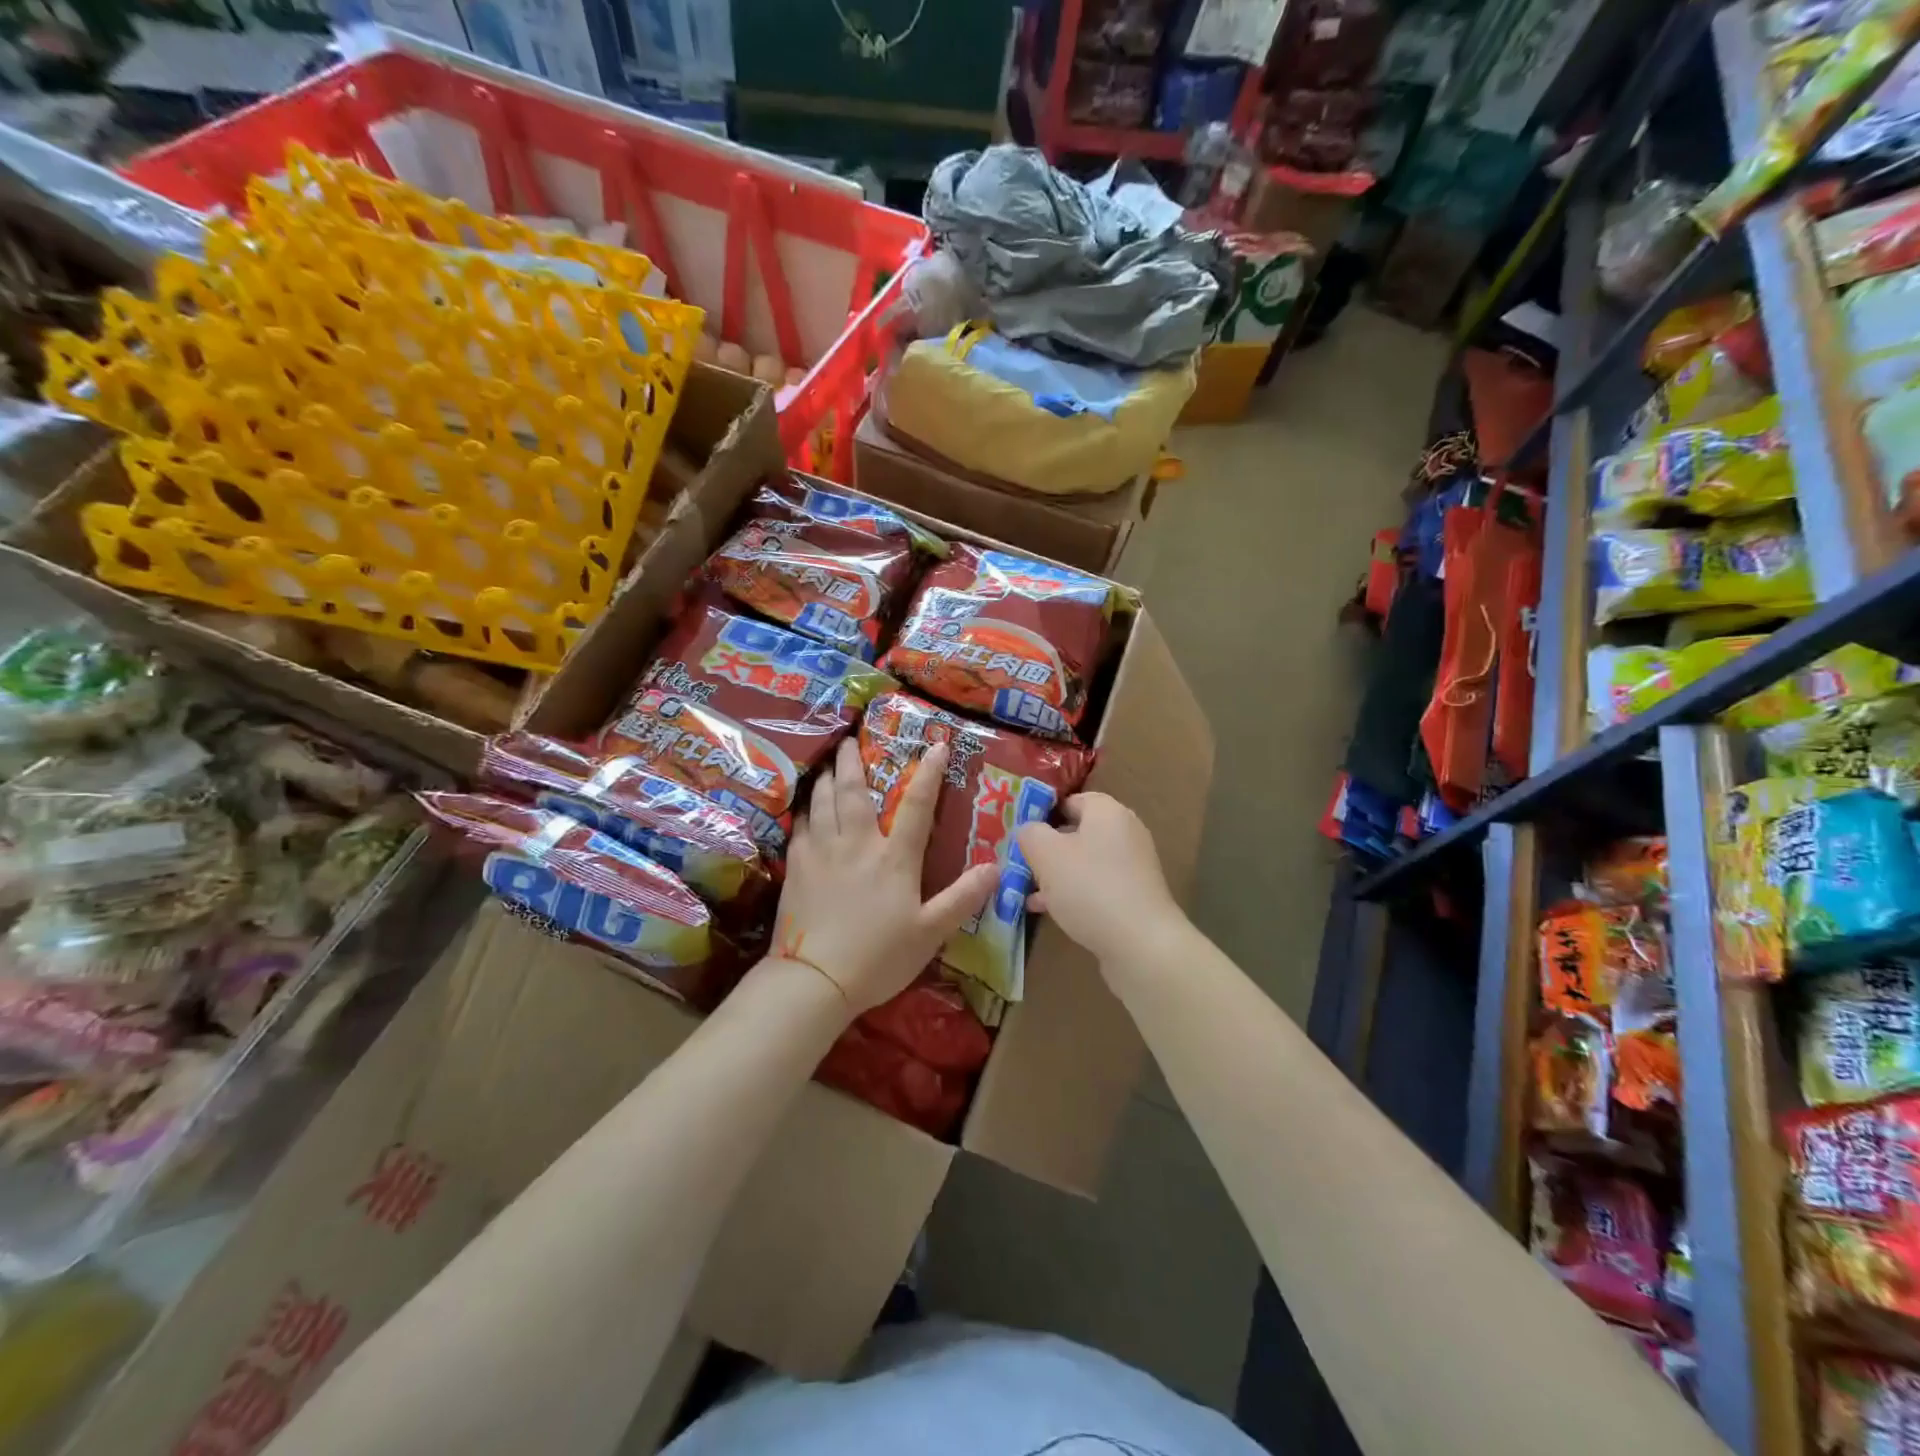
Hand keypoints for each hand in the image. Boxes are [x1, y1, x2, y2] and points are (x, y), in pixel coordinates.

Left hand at [771, 738, 997, 1014]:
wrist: (814, 979)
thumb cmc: (878, 957)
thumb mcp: (930, 933)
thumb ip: (962, 898)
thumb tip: (996, 868)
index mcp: (893, 858)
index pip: (916, 806)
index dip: (929, 774)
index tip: (936, 745)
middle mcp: (856, 844)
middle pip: (853, 792)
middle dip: (853, 761)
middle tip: (851, 740)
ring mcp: (821, 853)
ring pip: (822, 803)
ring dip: (826, 779)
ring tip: (828, 765)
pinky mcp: (796, 868)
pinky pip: (800, 827)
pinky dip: (805, 811)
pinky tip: (805, 810)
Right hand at [1016, 793, 1182, 965]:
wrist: (1141, 944)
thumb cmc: (1090, 887)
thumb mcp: (1046, 854)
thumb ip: (1030, 834)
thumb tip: (1028, 830)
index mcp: (1108, 812)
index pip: (1071, 799)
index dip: (1042, 812)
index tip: (1018, 831)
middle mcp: (1124, 833)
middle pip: (1076, 832)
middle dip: (1045, 847)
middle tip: (1018, 862)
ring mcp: (1132, 867)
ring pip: (1083, 862)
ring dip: (1055, 874)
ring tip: (1025, 890)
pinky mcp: (1133, 897)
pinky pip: (1095, 886)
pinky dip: (1072, 893)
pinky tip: (1047, 910)